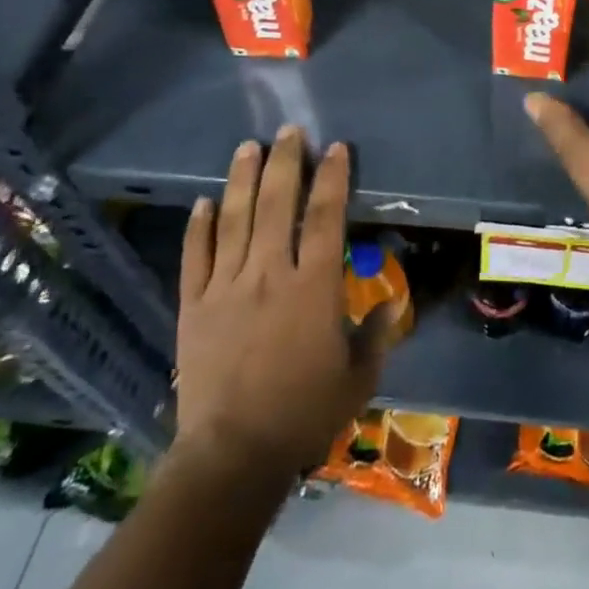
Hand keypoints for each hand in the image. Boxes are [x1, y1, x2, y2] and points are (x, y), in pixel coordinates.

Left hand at [173, 127, 396, 476]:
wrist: (231, 457)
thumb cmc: (303, 414)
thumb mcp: (358, 378)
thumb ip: (377, 334)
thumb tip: (394, 302)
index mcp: (313, 287)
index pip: (325, 216)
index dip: (332, 177)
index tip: (336, 148)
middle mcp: (269, 274)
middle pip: (278, 203)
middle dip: (286, 161)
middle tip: (289, 130)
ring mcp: (226, 287)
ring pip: (235, 219)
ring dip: (242, 179)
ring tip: (249, 146)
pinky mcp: (194, 306)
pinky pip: (195, 256)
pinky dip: (199, 226)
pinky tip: (203, 201)